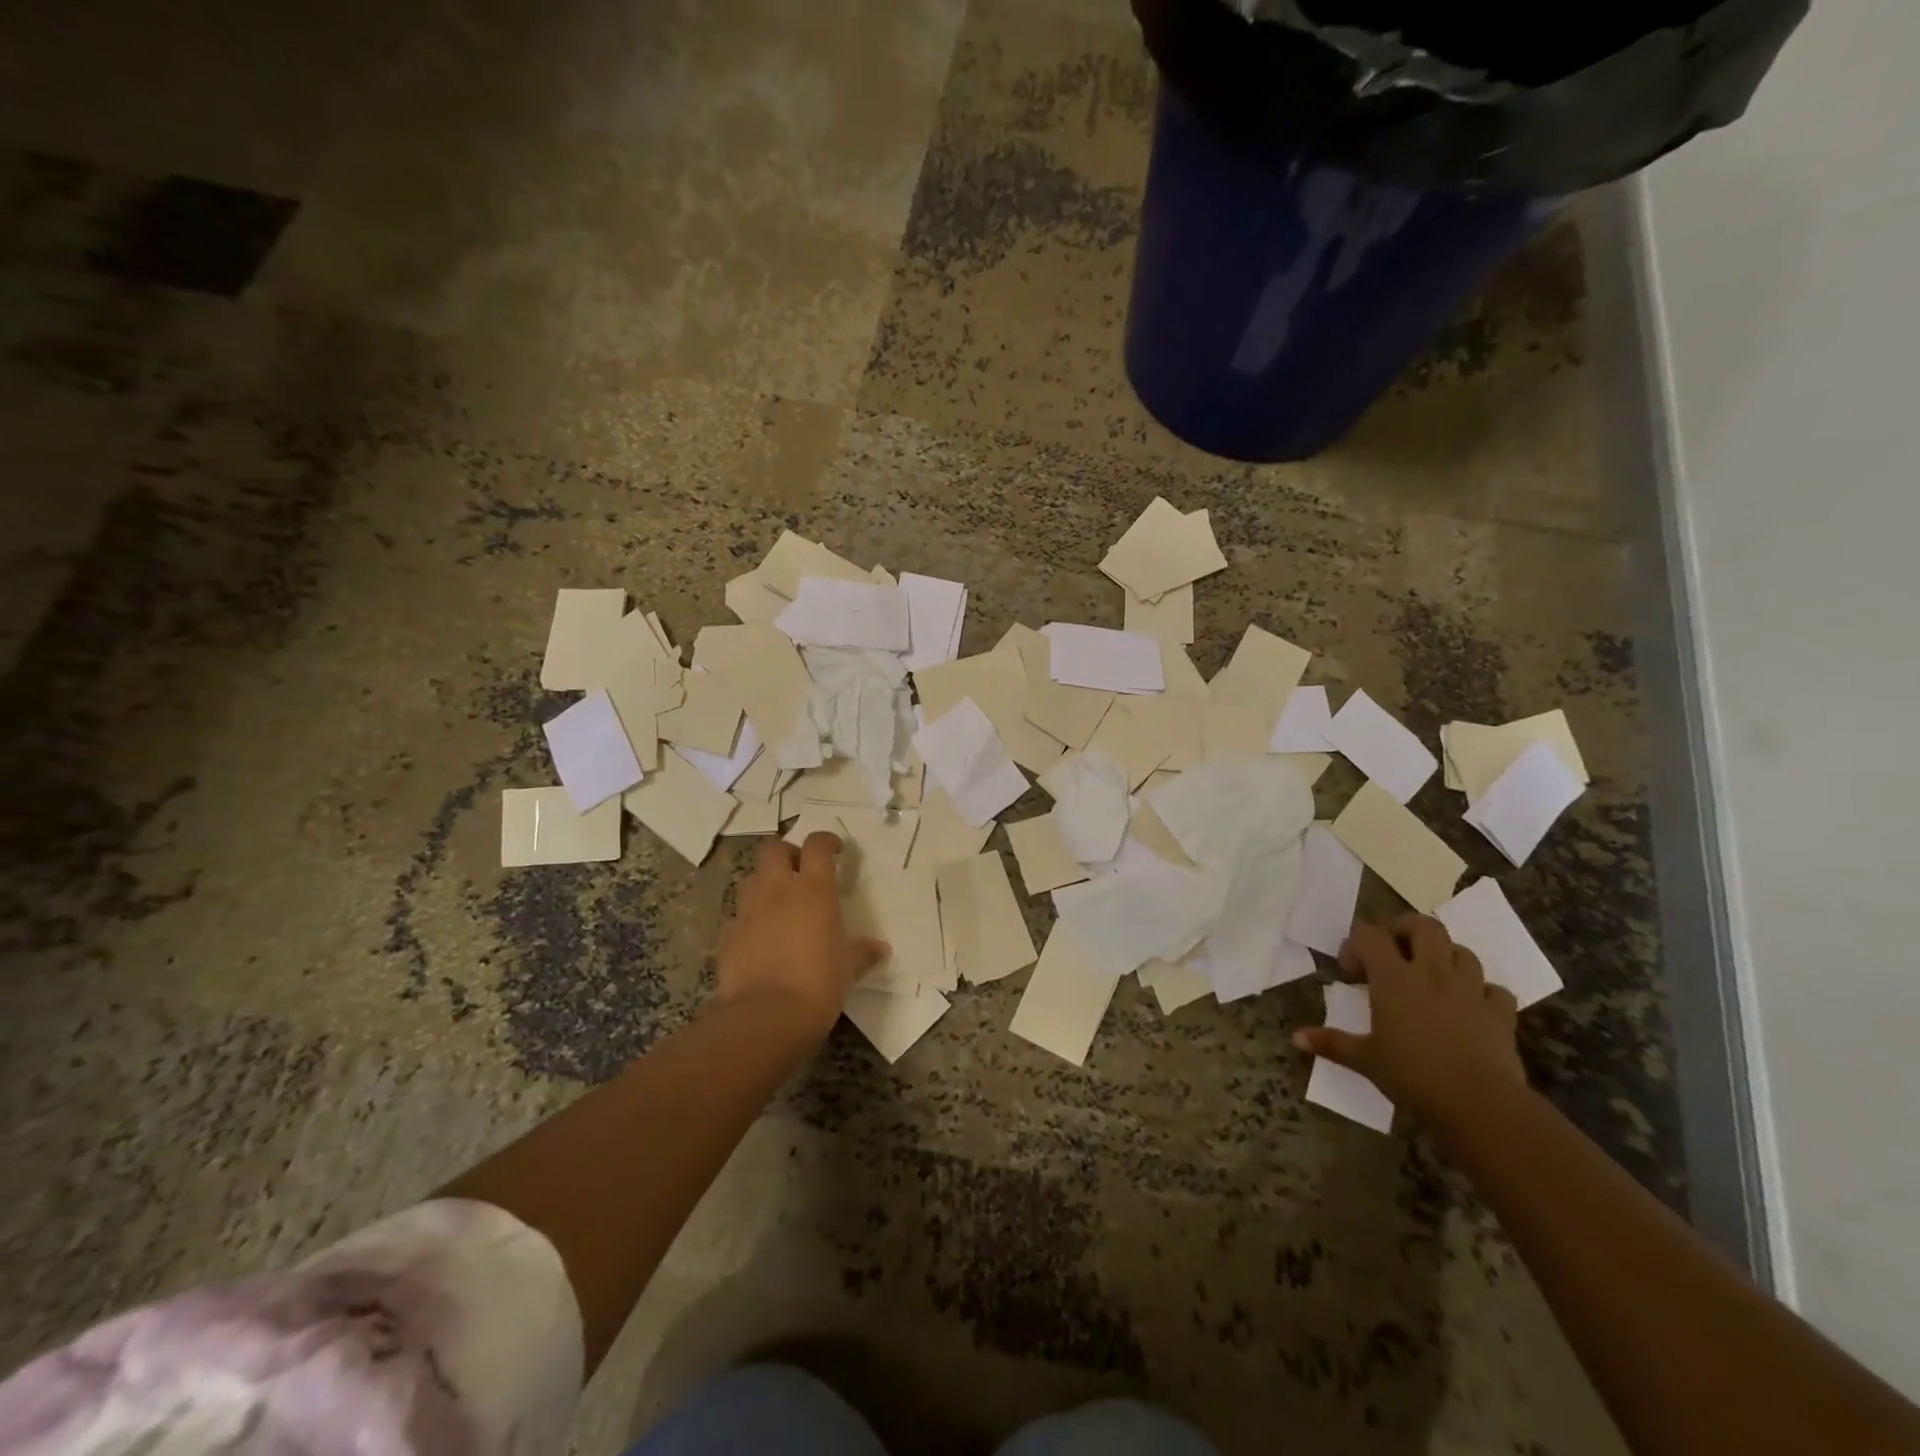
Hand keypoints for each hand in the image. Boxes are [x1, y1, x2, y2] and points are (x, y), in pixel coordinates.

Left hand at [717, 833, 886, 1035]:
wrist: (768, 1016)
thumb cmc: (820, 983)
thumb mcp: (850, 967)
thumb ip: (863, 952)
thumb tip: (881, 948)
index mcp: (814, 890)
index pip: (817, 845)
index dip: (826, 841)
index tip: (835, 849)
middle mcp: (778, 890)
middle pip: (774, 849)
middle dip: (786, 853)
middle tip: (800, 870)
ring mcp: (748, 911)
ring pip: (751, 879)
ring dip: (765, 884)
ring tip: (778, 904)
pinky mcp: (728, 936)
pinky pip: (737, 917)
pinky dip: (747, 920)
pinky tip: (757, 937)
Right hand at [1294, 914, 1525, 1128]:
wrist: (1480, 1105)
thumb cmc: (1412, 1075)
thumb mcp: (1365, 1059)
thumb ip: (1331, 1043)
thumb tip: (1296, 1038)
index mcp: (1393, 978)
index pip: (1370, 935)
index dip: (1356, 944)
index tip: (1351, 970)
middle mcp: (1432, 972)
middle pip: (1424, 926)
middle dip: (1406, 930)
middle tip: (1394, 951)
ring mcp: (1471, 990)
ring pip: (1462, 951)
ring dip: (1446, 957)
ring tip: (1432, 976)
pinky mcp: (1501, 1013)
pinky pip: (1496, 989)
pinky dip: (1484, 992)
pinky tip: (1472, 1007)